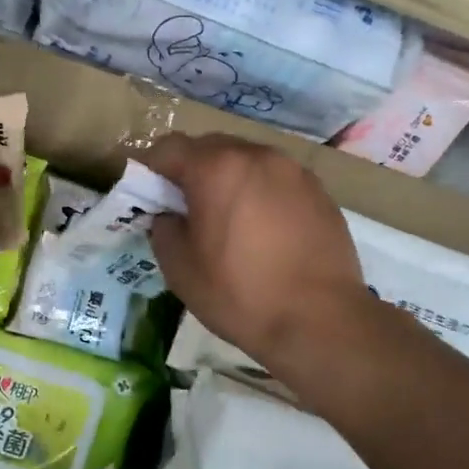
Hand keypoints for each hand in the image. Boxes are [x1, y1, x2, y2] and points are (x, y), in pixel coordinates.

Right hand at [145, 133, 380, 368]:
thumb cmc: (239, 294)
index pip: (169, 148)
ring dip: (229, 180)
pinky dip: (261, 194)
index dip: (152, 169)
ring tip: (228, 219)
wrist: (320, 321)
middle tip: (187, 208)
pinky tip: (264, 231)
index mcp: (216, 168)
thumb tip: (170, 217)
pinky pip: (277, 180)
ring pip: (247, 161)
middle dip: (192, 170)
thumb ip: (164, 229)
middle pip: (211, 147)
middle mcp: (257, 156)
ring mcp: (294, 171)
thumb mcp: (180, 268)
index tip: (149, 196)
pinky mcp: (320, 192)